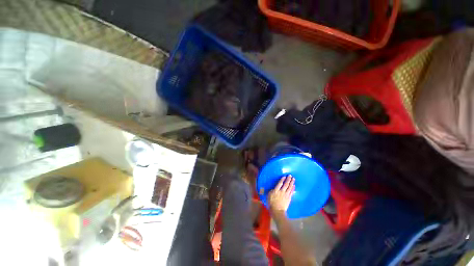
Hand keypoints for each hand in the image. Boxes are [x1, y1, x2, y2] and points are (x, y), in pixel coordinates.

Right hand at [268, 175, 294, 214]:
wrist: (277, 211)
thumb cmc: (271, 203)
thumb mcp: (269, 195)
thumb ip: (271, 190)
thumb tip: (274, 188)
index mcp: (276, 190)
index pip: (279, 183)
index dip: (282, 179)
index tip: (284, 176)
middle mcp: (282, 191)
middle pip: (286, 184)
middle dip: (288, 179)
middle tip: (290, 175)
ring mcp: (286, 195)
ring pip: (289, 187)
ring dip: (292, 183)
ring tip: (293, 179)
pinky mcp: (289, 198)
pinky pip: (291, 192)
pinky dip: (293, 188)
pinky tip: (294, 185)